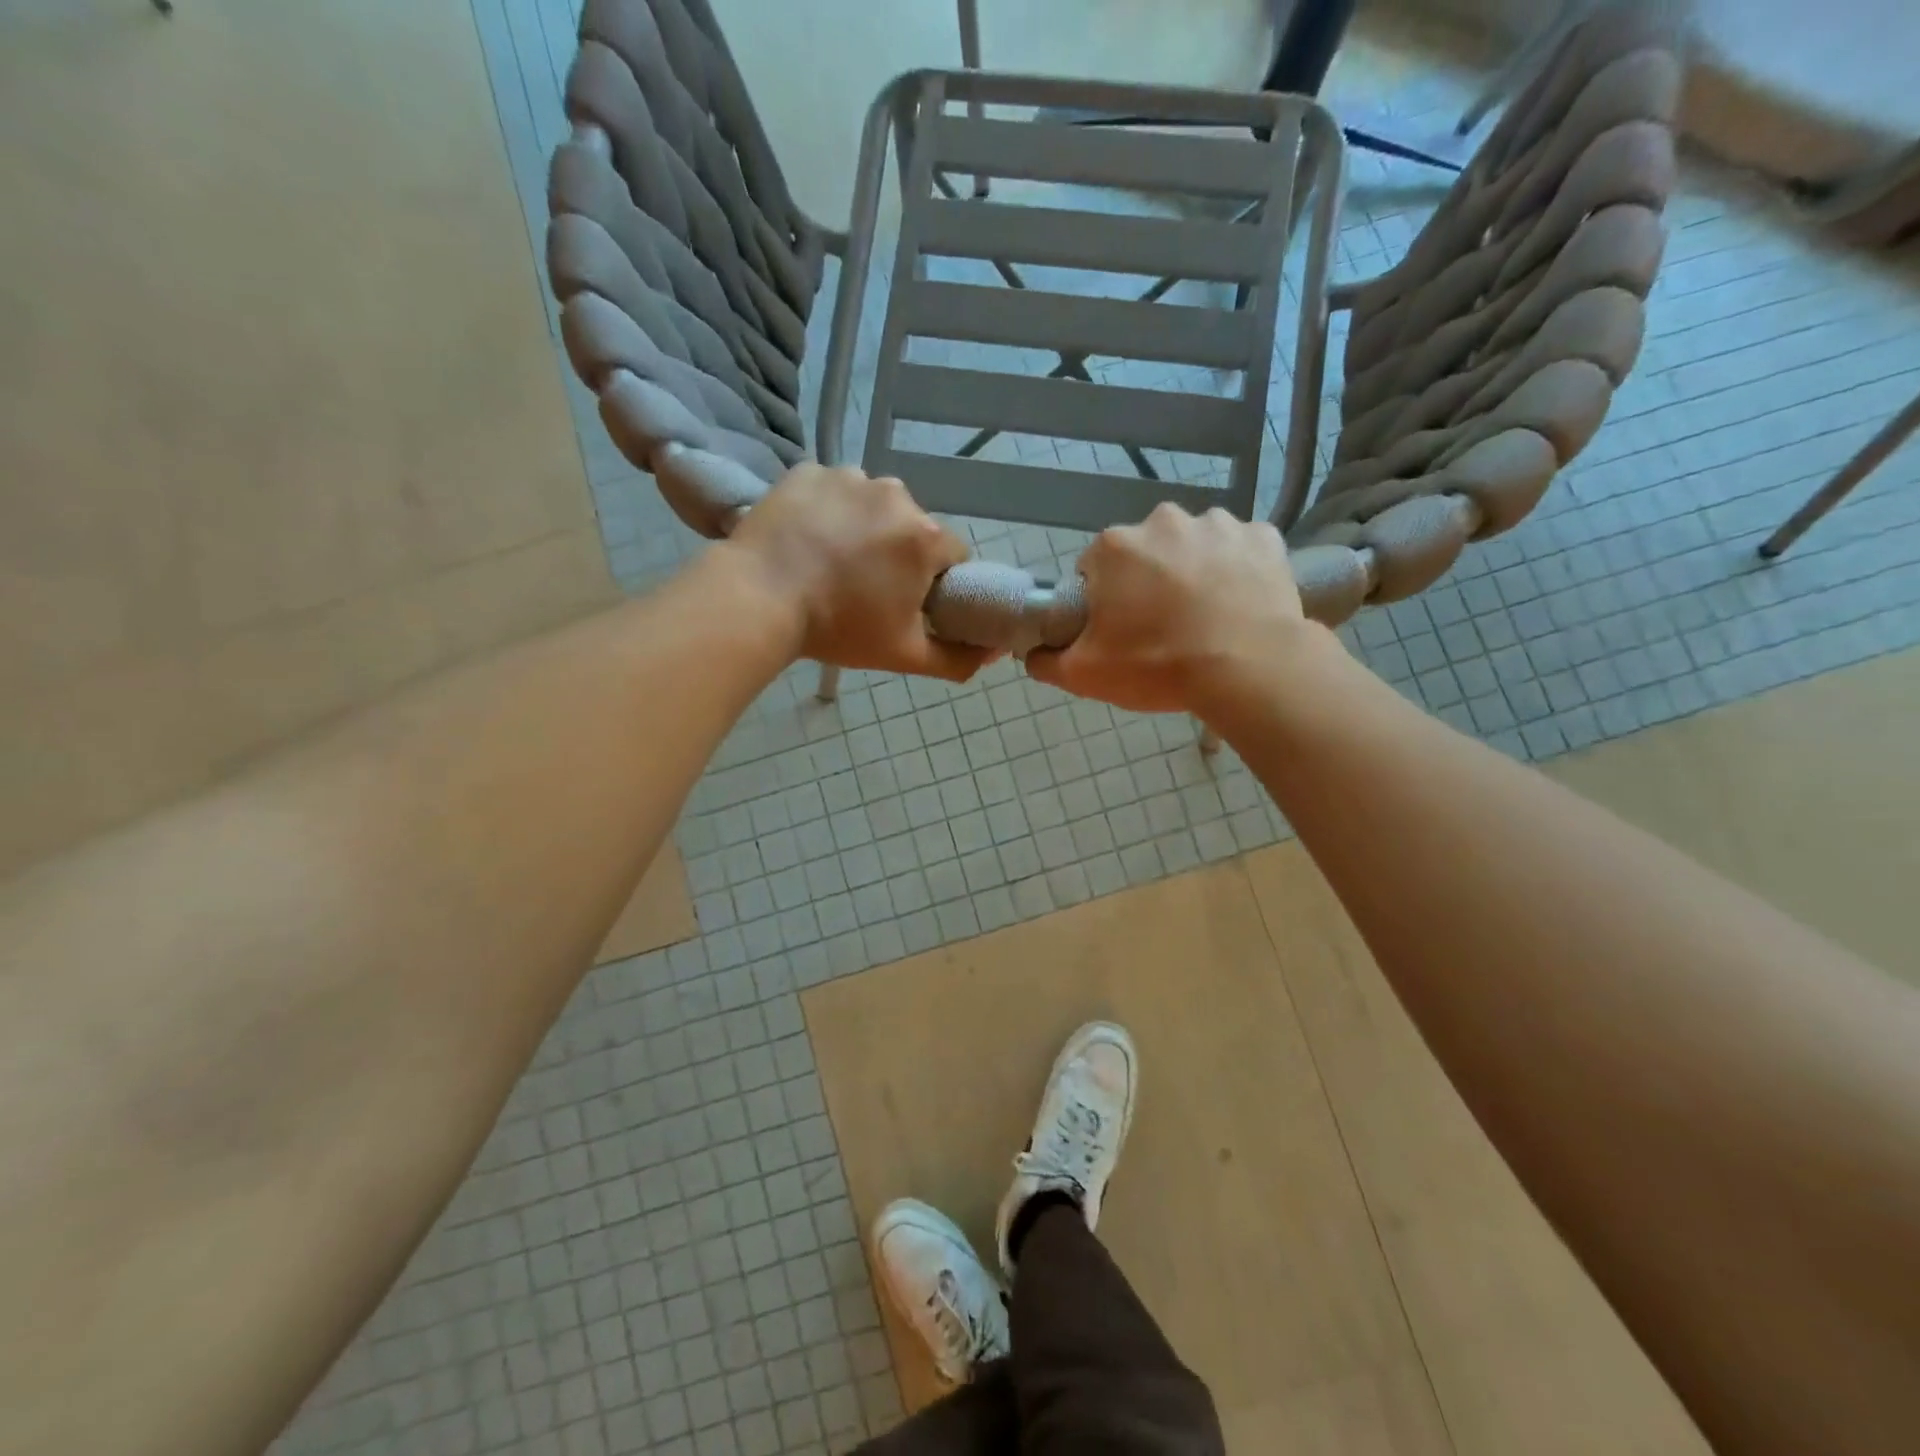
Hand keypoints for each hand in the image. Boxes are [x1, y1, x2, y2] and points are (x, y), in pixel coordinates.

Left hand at [725, 464, 993, 680]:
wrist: (757, 599)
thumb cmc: (838, 628)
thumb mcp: (905, 656)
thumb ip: (957, 659)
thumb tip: (993, 653)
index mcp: (924, 536)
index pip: (952, 556)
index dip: (936, 582)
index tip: (910, 603)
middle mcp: (895, 494)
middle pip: (912, 528)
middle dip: (898, 554)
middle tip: (865, 588)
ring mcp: (848, 476)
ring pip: (872, 506)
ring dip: (863, 529)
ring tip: (831, 562)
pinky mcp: (808, 471)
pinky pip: (832, 491)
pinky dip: (826, 511)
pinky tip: (807, 539)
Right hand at [1026, 505, 1320, 715]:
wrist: (1250, 669)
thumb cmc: (1158, 666)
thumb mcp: (1085, 675)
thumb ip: (1047, 662)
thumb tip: (1033, 654)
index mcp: (1115, 547)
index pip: (1094, 569)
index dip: (1103, 601)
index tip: (1118, 630)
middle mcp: (1164, 520)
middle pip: (1145, 553)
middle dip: (1147, 582)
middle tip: (1161, 628)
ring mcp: (1219, 524)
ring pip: (1193, 547)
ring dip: (1193, 572)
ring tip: (1205, 618)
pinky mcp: (1264, 537)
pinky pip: (1240, 551)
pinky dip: (1237, 571)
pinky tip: (1239, 604)